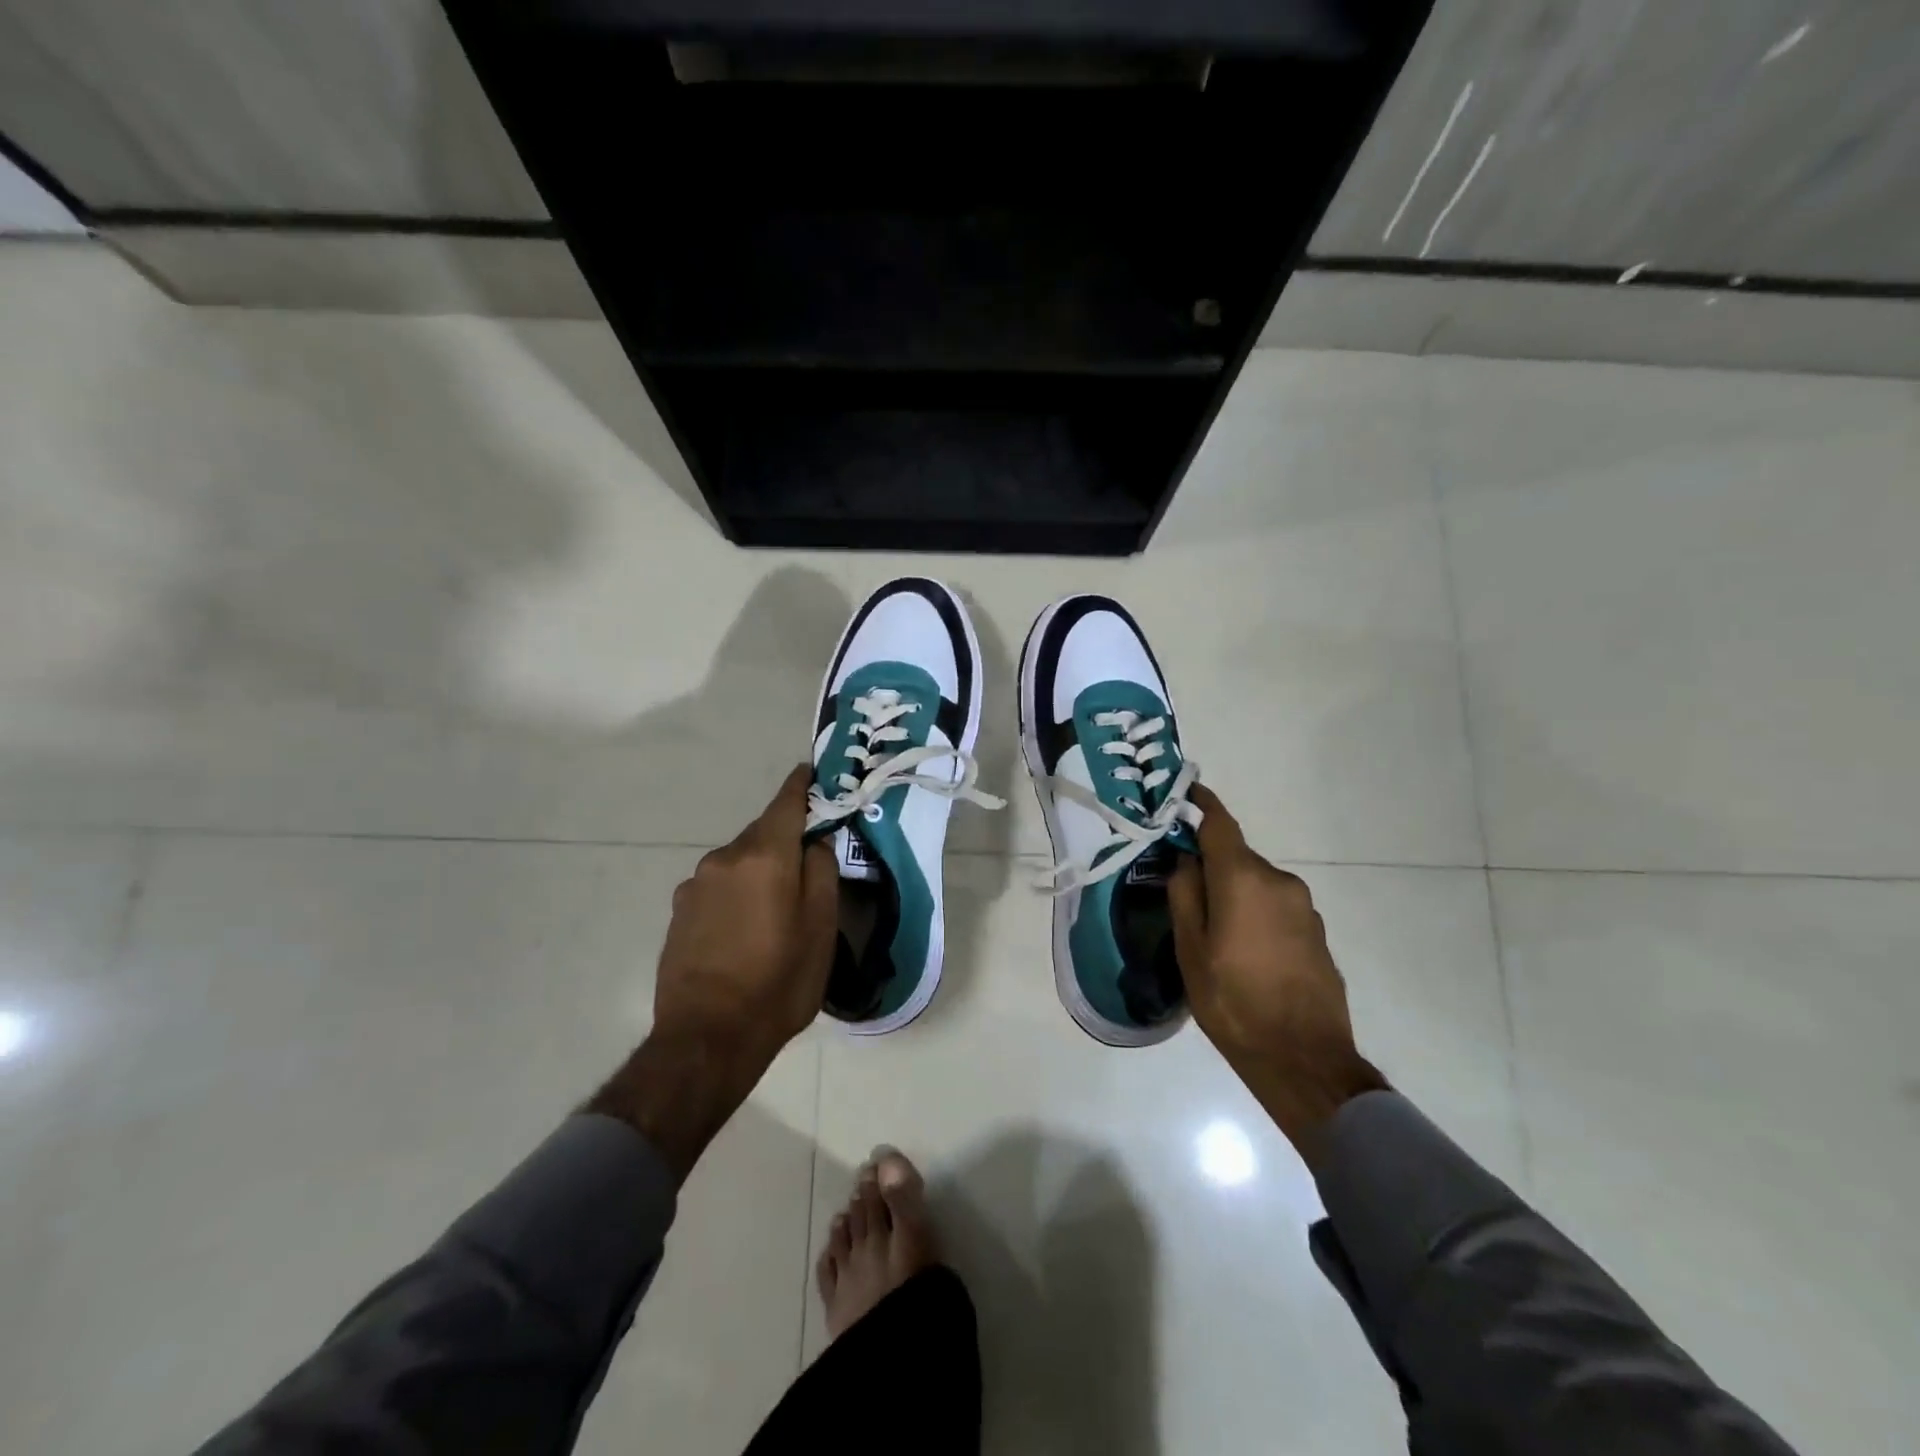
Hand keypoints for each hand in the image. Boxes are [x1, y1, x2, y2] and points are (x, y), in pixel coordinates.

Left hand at [589, 765, 836, 1180]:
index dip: (803, 784)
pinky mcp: (679, 910)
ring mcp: (695, 884)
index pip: (787, 801)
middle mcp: (724, 858)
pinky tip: (745, 930)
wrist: (706, 1038)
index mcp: (764, 856)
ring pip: (739, 861)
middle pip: (763, 833)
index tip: (815, 773)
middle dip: (786, 840)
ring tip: (776, 910)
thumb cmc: (777, 983)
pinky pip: (718, 886)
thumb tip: (816, 841)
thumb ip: (821, 873)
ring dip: (760, 871)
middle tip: (810, 866)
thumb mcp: (820, 929)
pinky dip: (737, 892)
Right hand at [1168, 785, 1387, 1161]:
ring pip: (1256, 884)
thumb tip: (1186, 861)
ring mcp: (1303, 907)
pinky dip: (1255, 913)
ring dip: (1234, 893)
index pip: (1220, 823)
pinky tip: (1245, 951)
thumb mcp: (1190, 950)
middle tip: (1184, 891)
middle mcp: (1279, 881)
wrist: (1304, 1058)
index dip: (1200, 805)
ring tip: (1214, 932)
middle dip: (1211, 865)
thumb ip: (1185, 895)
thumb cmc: (1233, 1002)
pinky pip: (1276, 906)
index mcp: (1244, 879)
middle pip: (1237, 857)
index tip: (1183, 795)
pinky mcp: (1316, 932)